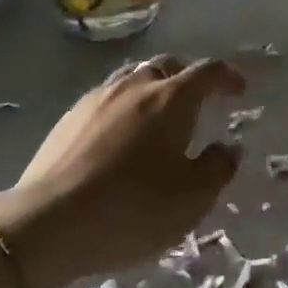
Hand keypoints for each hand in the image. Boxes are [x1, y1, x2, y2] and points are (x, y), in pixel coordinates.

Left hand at [0, 56, 245, 287]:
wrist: (48, 222)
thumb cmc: (132, 209)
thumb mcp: (191, 200)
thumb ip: (217, 169)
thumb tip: (228, 148)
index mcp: (171, 99)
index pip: (207, 72)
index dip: (227, 77)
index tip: (239, 89)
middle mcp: (135, 86)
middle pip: (167, 65)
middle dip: (188, 76)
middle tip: (200, 98)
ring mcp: (98, 98)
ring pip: (133, 77)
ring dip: (153, 85)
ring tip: (159, 109)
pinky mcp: (69, 117)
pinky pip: (107, 96)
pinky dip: (124, 103)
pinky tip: (120, 130)